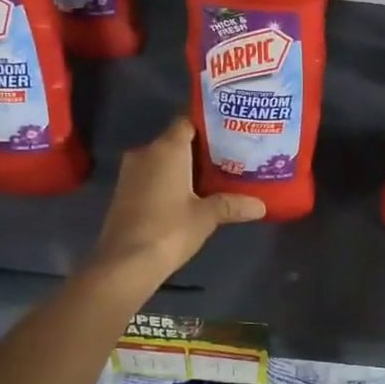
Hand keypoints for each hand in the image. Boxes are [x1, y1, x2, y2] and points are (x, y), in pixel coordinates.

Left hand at [86, 117, 265, 289]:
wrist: (125, 263)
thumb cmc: (169, 229)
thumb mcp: (206, 217)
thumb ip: (232, 205)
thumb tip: (261, 206)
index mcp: (166, 148)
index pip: (187, 121)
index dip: (207, 125)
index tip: (229, 133)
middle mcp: (146, 152)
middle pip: (176, 140)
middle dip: (200, 149)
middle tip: (229, 157)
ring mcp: (130, 172)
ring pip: (162, 160)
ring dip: (183, 167)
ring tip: (213, 177)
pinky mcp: (124, 192)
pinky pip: (151, 176)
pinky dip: (168, 181)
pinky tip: (189, 196)